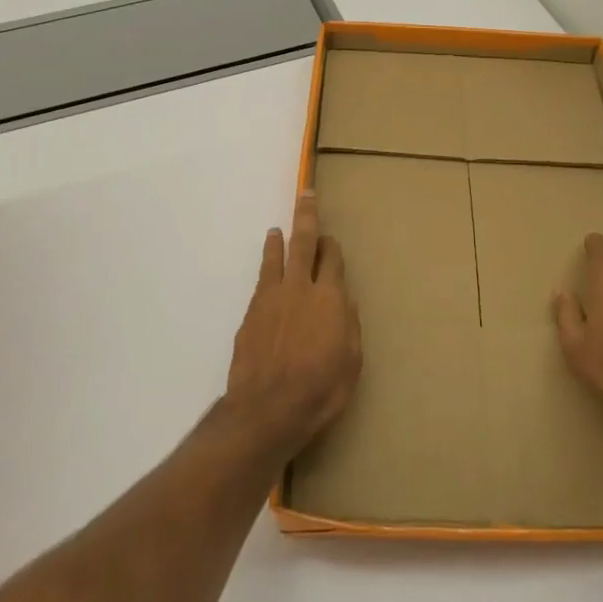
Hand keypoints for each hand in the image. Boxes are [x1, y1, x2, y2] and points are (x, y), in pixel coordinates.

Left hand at [224, 191, 362, 458]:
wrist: (267, 408)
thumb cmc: (320, 389)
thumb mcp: (351, 361)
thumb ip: (349, 325)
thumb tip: (345, 300)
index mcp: (330, 298)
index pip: (333, 259)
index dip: (334, 246)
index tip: (333, 241)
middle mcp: (300, 288)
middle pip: (304, 242)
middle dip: (306, 216)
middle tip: (305, 193)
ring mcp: (272, 298)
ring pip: (276, 258)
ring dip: (280, 241)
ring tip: (278, 230)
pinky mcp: (251, 313)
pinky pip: (262, 281)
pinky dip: (266, 269)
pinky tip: (267, 271)